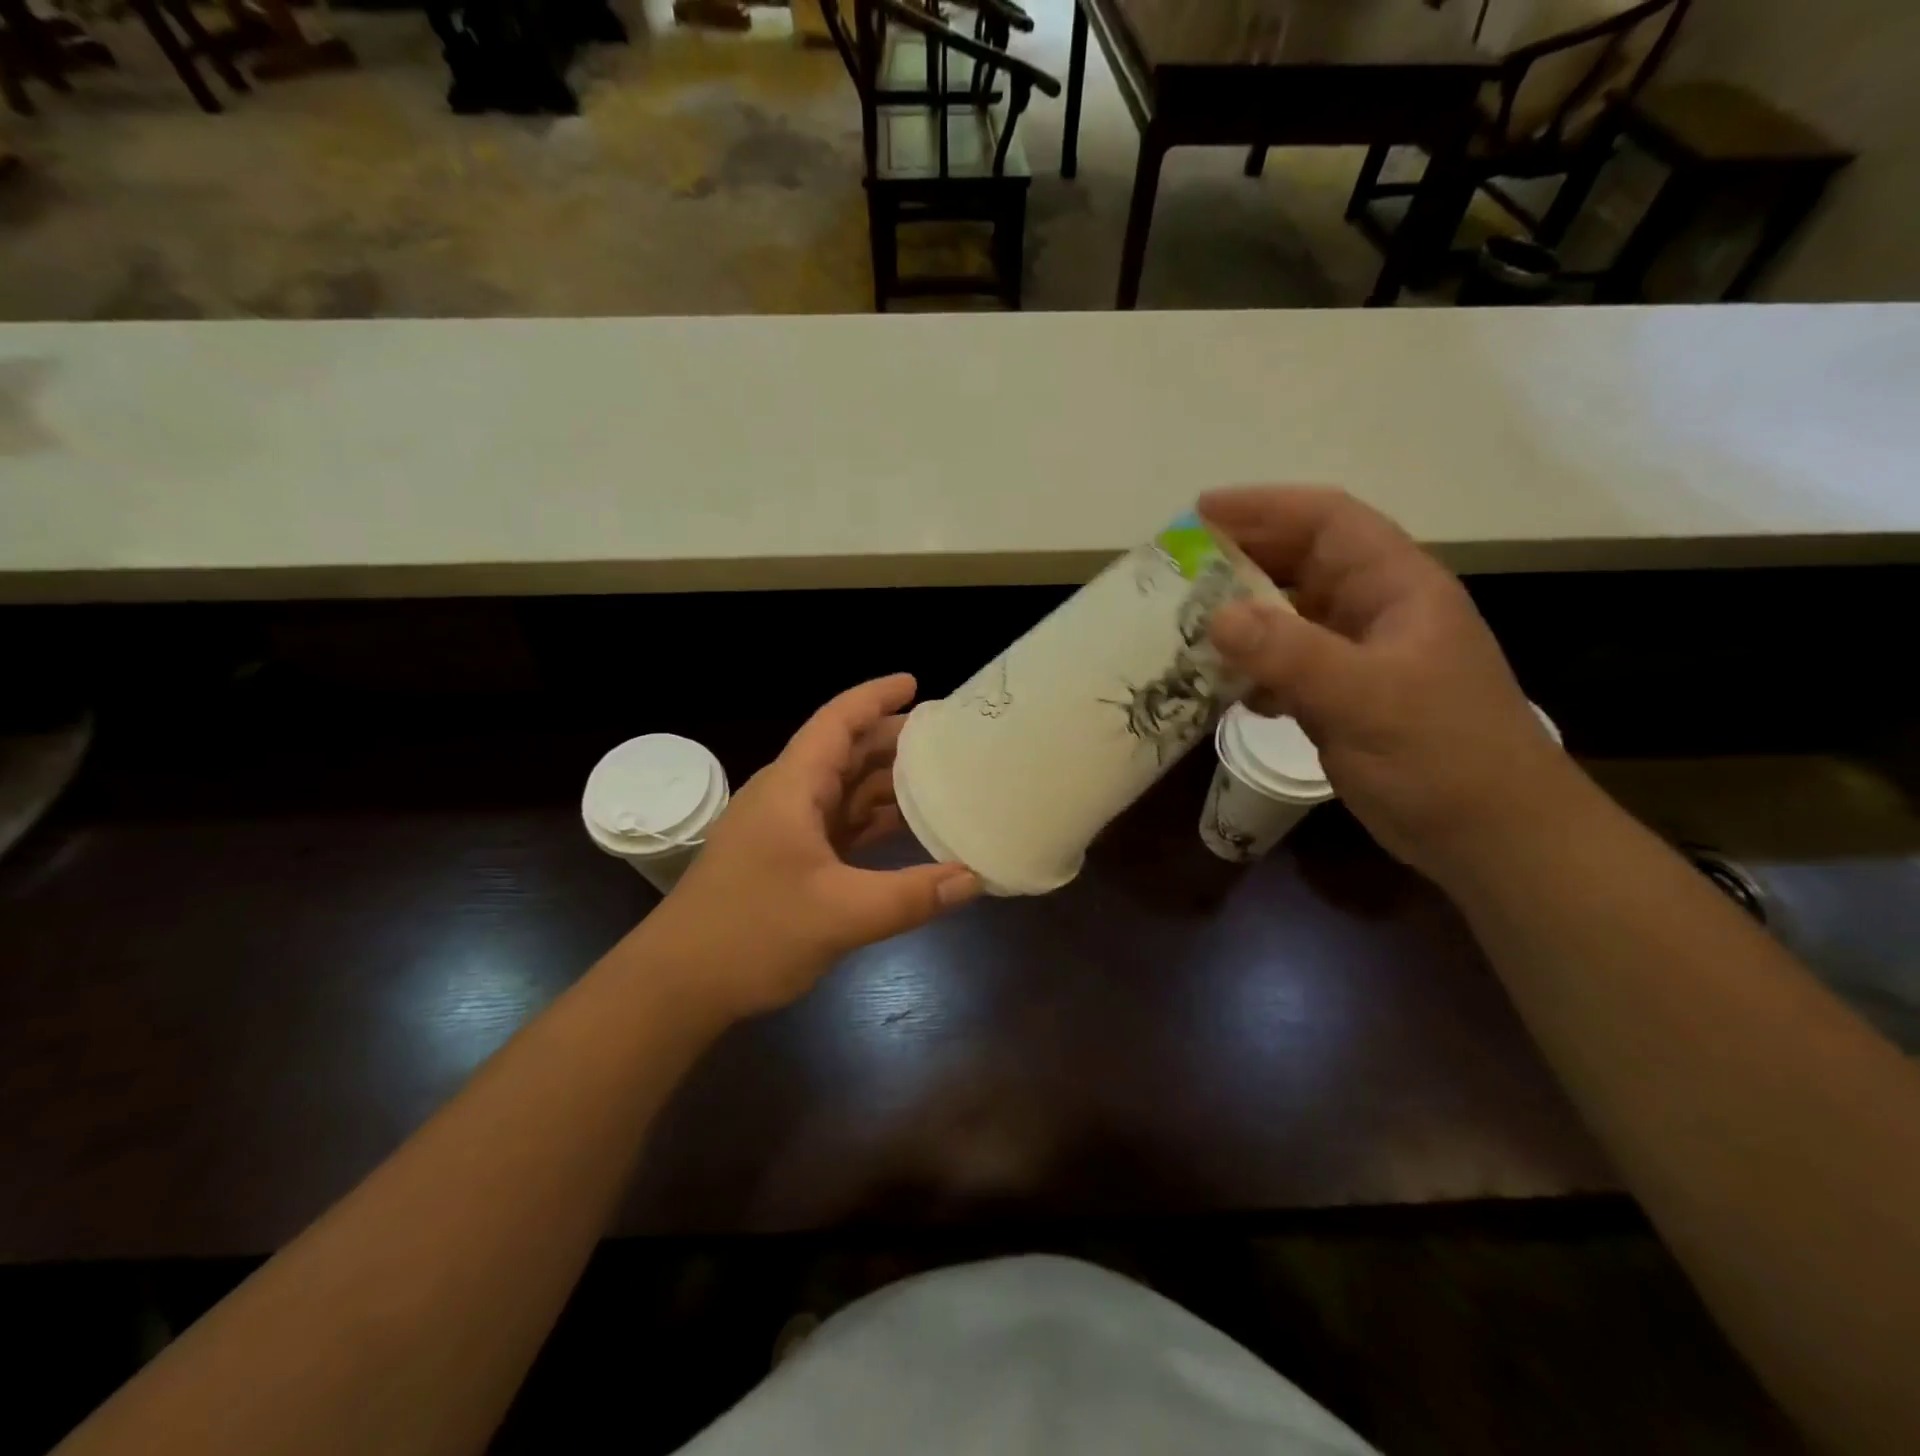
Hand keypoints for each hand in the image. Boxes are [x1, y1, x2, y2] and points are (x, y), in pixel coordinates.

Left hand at [650, 675, 980, 1020]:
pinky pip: (839, 825)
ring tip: (942, 778)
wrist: (676, 985)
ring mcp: (785, 830)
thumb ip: (912, 895)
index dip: (876, 697)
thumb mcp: (840, 915)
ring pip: (844, 790)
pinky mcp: (787, 860)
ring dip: (887, 783)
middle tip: (949, 737)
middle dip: (894, 740)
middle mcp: (788, 797)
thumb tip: (976, 878)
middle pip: (846, 752)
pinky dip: (873, 822)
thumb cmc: (750, 934)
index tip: (917, 683)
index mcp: (792, 787)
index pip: (838, 722)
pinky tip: (909, 830)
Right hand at [1201, 486, 1577, 882]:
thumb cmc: (1442, 755)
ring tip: (1186, 626)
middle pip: (1301, 563)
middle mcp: (1375, 610)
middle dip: (1242, 559)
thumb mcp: (1365, 698)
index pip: (1328, 521)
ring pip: (1289, 616)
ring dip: (1240, 618)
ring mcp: (1359, 656)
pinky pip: (1286, 665)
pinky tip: (1225, 688)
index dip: (1265, 507)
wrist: (1489, 835)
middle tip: (1178, 570)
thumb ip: (1290, 653)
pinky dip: (1252, 669)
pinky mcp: (1343, 697)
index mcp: (1396, 587)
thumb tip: (1216, 616)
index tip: (1200, 511)